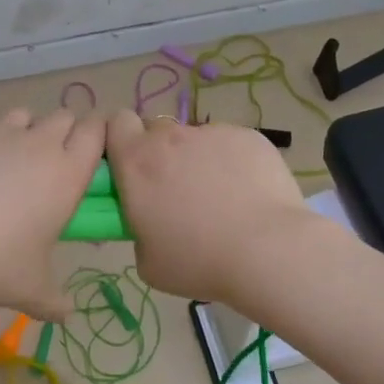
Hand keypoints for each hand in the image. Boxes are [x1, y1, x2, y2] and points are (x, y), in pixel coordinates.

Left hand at [0, 107, 104, 321]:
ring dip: (23, 131)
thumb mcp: (31, 289)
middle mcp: (38, 142)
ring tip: (5, 161)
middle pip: (63, 116)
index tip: (88, 153)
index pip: (96, 132)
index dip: (95, 136)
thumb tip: (68, 315)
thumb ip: (55, 300)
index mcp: (66, 173)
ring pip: (23, 115)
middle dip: (61, 132)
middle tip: (47, 164)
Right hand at [105, 113, 310, 302]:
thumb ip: (139, 228)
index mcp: (136, 162)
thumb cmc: (198, 261)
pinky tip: (249, 194)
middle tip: (176, 190)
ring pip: (196, 139)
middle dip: (160, 153)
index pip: (116, 122)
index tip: (130, 166)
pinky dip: (233, 162)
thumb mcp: (148, 261)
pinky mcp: (248, 136)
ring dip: (199, 159)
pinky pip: (231, 144)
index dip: (122, 140)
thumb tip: (152, 218)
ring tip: (223, 198)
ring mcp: (212, 133)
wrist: (267, 250)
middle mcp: (170, 137)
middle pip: (156, 130)